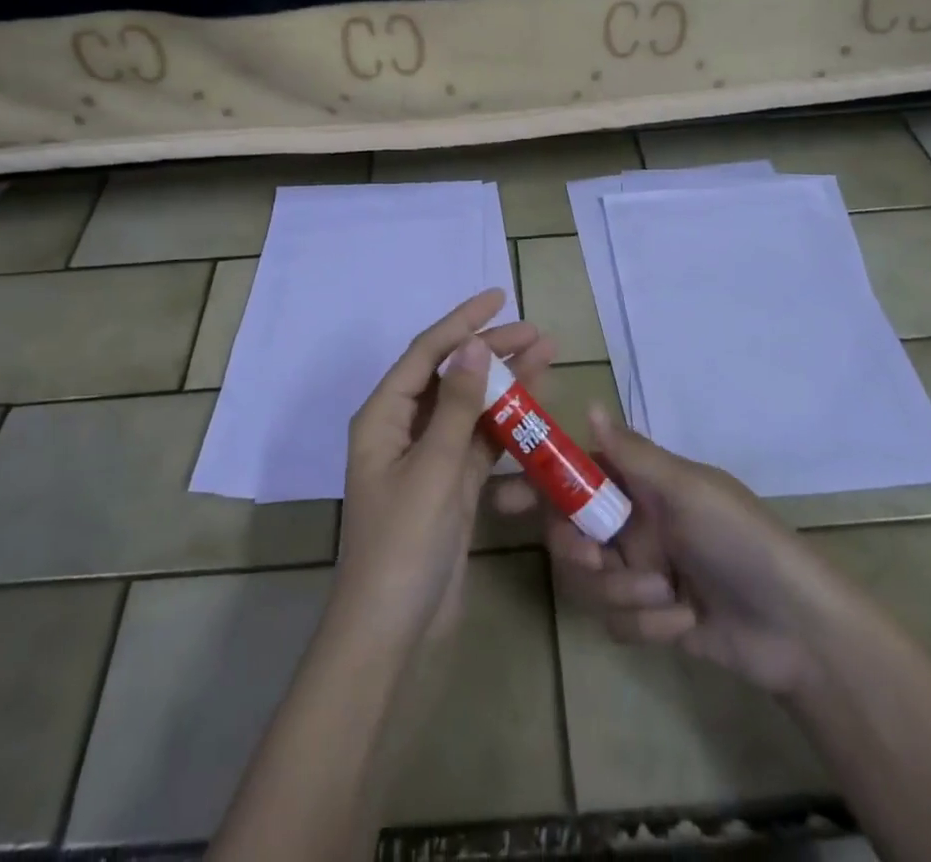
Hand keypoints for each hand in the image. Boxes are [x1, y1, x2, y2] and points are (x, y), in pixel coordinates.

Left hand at [334, 290, 556, 651]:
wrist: (392, 633)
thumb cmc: (402, 544)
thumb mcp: (432, 468)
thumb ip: (457, 406)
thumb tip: (475, 346)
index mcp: (383, 416)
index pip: (427, 353)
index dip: (462, 321)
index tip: (499, 297)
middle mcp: (403, 429)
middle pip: (451, 375)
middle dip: (492, 350)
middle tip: (537, 333)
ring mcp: (428, 458)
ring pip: (470, 406)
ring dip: (505, 384)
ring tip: (547, 356)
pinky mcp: (450, 486)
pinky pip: (480, 441)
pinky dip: (506, 424)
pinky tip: (535, 407)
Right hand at [495, 408, 831, 695]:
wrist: (796, 628)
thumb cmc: (739, 540)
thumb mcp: (686, 490)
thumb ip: (631, 455)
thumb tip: (587, 404)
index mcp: (641, 484)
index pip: (577, 473)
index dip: (538, 481)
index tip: (501, 498)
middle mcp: (634, 522)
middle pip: (570, 530)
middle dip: (575, 546)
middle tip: (589, 555)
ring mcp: (640, 571)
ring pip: (589, 580)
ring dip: (622, 590)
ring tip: (664, 594)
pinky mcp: (650, 619)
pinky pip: (617, 620)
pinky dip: (647, 625)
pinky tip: (684, 621)